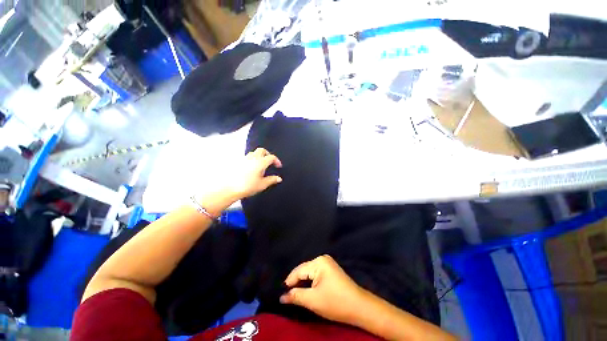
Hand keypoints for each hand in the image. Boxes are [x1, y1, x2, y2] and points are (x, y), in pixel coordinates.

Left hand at [229, 148, 282, 198]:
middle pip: (262, 150)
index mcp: (261, 162)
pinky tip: (252, 168)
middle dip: (268, 154)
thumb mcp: (263, 184)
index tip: (278, 166)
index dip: (276, 161)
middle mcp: (253, 158)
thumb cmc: (247, 186)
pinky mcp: (238, 163)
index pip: (271, 157)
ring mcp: (244, 159)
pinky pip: (247, 157)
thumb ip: (272, 180)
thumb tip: (278, 178)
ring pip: (254, 152)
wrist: (230, 189)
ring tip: (261, 164)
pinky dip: (252, 159)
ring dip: (259, 156)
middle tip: (270, 161)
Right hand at [280, 255, 366, 323]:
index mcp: (318, 262)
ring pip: (309, 272)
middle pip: (304, 270)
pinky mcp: (331, 270)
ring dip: (302, 282)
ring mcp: (328, 263)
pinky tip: (305, 289)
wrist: (359, 307)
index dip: (289, 282)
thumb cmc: (335, 302)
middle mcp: (322, 259)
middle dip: (295, 282)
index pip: (299, 271)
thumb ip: (296, 296)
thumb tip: (281, 297)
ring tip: (293, 293)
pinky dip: (309, 282)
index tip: (280, 293)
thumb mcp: (313, 300)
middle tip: (285, 294)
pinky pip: (315, 274)